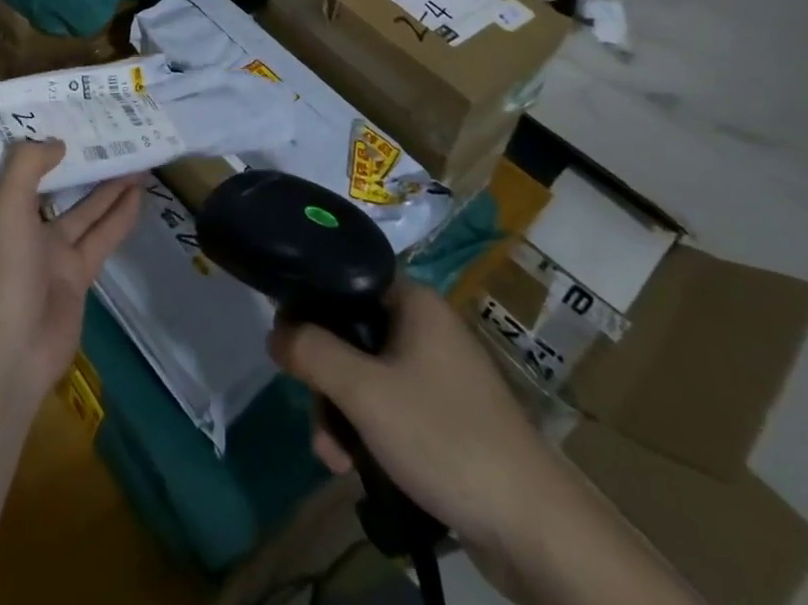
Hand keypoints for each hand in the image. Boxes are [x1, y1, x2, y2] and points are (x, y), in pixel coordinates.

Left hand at [0, 141, 142, 410]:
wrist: (12, 350)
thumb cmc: (4, 271)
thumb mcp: (6, 207)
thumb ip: (26, 166)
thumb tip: (58, 142)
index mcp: (4, 210)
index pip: (25, 168)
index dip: (45, 144)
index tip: (67, 118)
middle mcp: (28, 228)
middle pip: (61, 187)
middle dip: (84, 164)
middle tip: (112, 135)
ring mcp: (54, 255)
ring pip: (87, 211)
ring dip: (110, 188)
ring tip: (136, 160)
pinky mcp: (79, 278)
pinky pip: (102, 239)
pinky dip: (119, 218)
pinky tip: (138, 196)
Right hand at [268, 281, 557, 556]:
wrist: (533, 528)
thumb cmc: (443, 436)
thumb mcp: (363, 391)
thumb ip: (311, 351)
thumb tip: (273, 330)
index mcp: (414, 301)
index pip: (345, 279)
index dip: (310, 304)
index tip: (287, 340)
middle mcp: (426, 327)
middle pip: (351, 334)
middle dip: (325, 380)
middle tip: (316, 419)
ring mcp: (439, 373)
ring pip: (367, 375)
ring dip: (341, 413)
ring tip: (334, 459)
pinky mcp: (447, 416)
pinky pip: (390, 406)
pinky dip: (368, 431)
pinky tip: (356, 468)